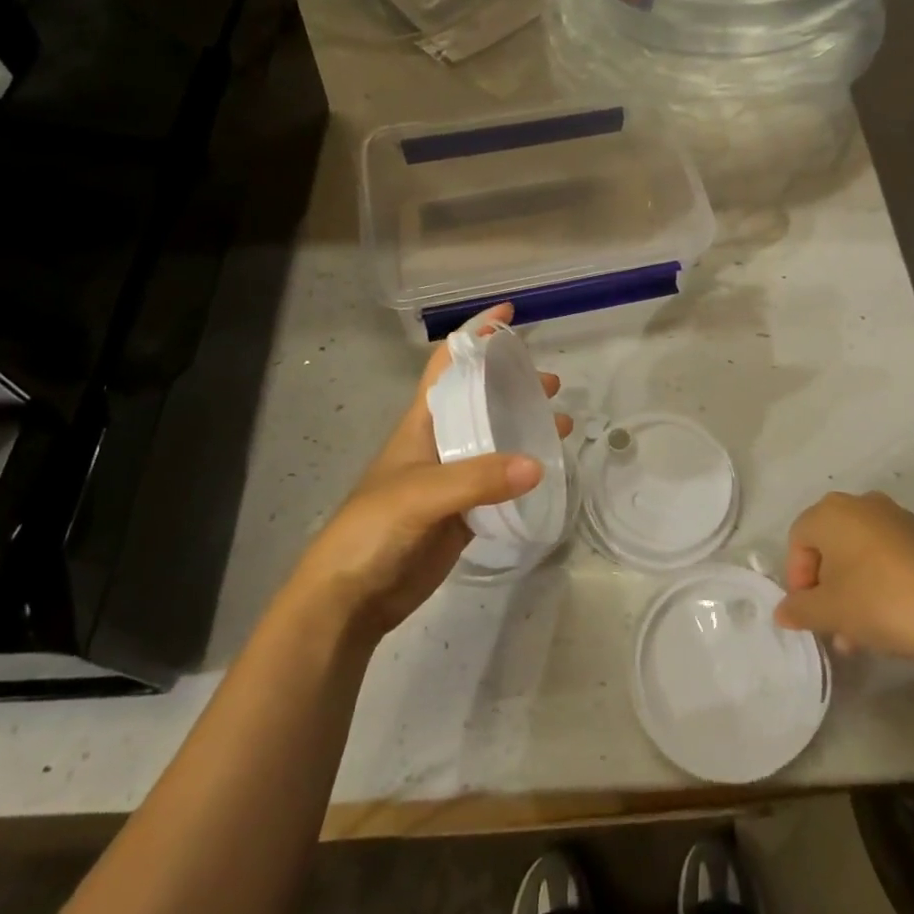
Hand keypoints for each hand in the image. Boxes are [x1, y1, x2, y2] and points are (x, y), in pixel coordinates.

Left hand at [288, 305, 572, 638]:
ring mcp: (453, 478)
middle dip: (513, 384)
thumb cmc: (373, 529)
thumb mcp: (420, 494)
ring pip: (496, 440)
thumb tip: (538, 463)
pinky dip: (526, 472)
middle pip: (481, 399)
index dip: (474, 335)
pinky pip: (501, 482)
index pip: (448, 364)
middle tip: (551, 384)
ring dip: (526, 427)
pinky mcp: (464, 513)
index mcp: (422, 422)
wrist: (351, 597)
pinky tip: (549, 470)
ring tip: (562, 424)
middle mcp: (440, 442)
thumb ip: (477, 478)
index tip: (509, 316)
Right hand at [774, 492, 913, 663]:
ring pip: (859, 554)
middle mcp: (861, 504)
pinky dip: (880, 582)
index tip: (810, 613)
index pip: (798, 541)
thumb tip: (783, 611)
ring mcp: (897, 517)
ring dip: (852, 589)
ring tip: (861, 634)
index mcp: (831, 512)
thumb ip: (799, 610)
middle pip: (829, 546)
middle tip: (833, 624)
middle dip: (826, 587)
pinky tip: (891, 619)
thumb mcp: (830, 613)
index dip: (797, 579)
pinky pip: (888, 557)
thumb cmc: (881, 603)